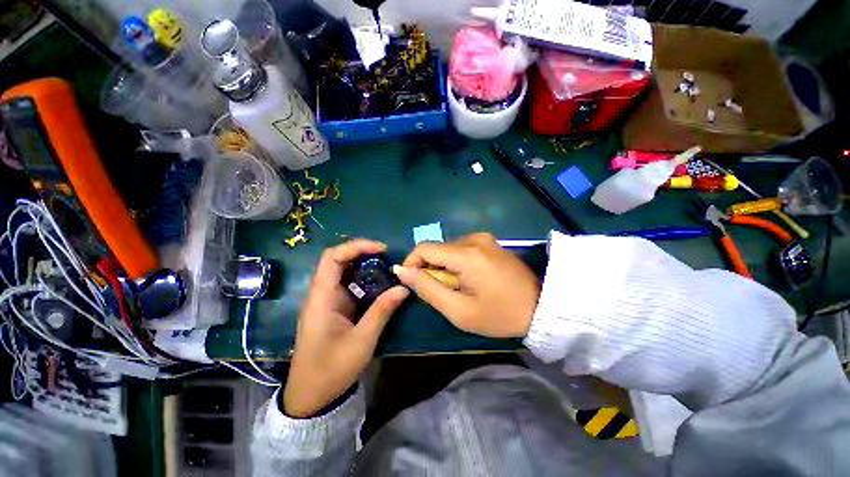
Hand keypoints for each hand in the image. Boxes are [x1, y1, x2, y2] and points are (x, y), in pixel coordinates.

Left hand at [283, 240, 408, 417]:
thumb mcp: (362, 341)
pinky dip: (364, 279)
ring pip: (343, 271)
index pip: (332, 258)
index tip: (381, 249)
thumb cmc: (331, 370)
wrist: (311, 395)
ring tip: (386, 265)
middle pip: (337, 260)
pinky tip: (379, 283)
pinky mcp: (334, 307)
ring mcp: (327, 300)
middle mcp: (321, 294)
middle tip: (387, 255)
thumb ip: (382, 311)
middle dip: (362, 252)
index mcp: (321, 298)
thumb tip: (403, 287)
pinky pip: (348, 285)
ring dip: (364, 264)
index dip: (356, 247)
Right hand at [393, 233, 540, 337]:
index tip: (413, 283)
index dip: (412, 263)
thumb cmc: (499, 314)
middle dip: (431, 269)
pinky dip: (457, 263)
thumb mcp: (458, 310)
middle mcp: (473, 238)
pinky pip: (462, 248)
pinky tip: (471, 279)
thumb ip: (428, 288)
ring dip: (445, 267)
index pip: (424, 248)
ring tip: (459, 287)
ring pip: (448, 249)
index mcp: (466, 253)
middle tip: (444, 292)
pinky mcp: (490, 242)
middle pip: (437, 249)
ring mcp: (484, 238)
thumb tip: (403, 272)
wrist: (541, 307)